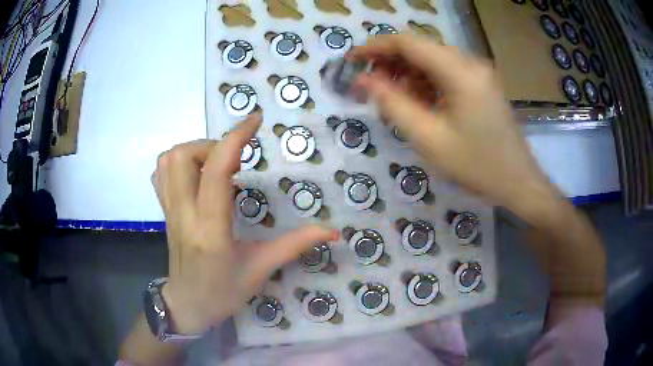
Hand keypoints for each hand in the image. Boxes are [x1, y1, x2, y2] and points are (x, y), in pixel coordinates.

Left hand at [151, 114, 338, 334]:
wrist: (188, 305)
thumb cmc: (224, 292)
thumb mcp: (261, 269)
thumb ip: (295, 245)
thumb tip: (333, 231)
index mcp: (211, 229)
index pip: (216, 171)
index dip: (236, 138)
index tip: (255, 120)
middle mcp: (184, 213)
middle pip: (183, 155)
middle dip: (212, 145)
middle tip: (234, 161)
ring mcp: (169, 211)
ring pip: (168, 160)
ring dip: (195, 151)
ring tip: (216, 166)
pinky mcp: (164, 211)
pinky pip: (161, 172)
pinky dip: (178, 161)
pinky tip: (197, 174)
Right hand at [352, 35, 557, 211]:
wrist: (517, 181)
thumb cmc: (476, 165)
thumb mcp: (428, 138)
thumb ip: (392, 103)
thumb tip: (362, 80)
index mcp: (459, 72)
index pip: (408, 43)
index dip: (375, 47)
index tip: (351, 60)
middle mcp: (469, 63)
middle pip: (420, 48)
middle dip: (390, 62)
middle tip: (368, 83)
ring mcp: (477, 72)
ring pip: (431, 60)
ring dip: (407, 73)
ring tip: (389, 97)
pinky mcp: (480, 84)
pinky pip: (445, 72)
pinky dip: (425, 82)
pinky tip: (416, 102)